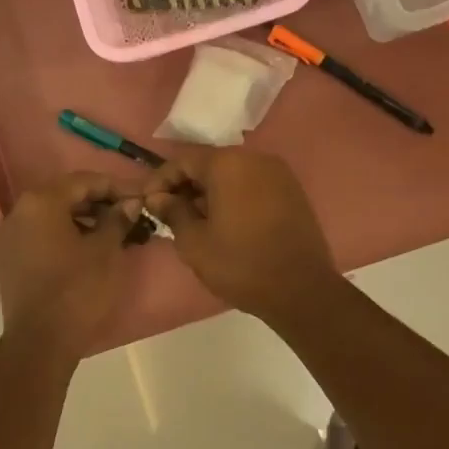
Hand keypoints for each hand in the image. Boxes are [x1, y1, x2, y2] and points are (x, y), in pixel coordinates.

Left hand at [0, 173, 142, 356]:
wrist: (40, 341)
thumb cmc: (77, 290)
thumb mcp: (106, 251)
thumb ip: (117, 219)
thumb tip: (128, 203)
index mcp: (41, 202)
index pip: (83, 181)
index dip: (115, 187)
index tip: (140, 197)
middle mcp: (20, 211)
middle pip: (65, 195)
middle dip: (98, 202)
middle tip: (128, 213)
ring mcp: (11, 235)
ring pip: (52, 215)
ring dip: (83, 219)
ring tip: (113, 232)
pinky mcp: (10, 258)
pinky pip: (41, 234)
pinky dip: (65, 234)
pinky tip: (89, 248)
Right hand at [144, 148, 339, 323]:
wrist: (301, 290)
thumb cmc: (240, 264)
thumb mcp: (194, 242)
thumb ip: (173, 212)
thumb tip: (159, 198)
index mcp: (227, 164)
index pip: (183, 161)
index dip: (161, 180)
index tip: (147, 203)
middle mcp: (255, 159)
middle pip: (209, 164)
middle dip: (185, 185)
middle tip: (168, 212)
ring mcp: (278, 174)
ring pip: (232, 174)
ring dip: (209, 192)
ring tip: (194, 220)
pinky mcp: (292, 192)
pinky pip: (252, 185)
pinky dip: (233, 196)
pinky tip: (224, 222)